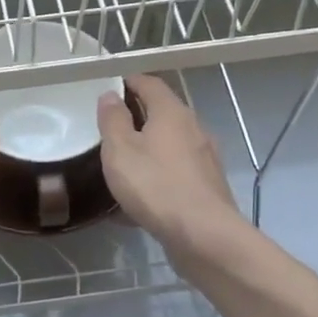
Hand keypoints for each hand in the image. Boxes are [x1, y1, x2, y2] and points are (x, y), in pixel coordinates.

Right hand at [97, 74, 243, 259]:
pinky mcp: (207, 185)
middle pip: (163, 112)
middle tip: (110, 128)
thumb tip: (110, 96)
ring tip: (123, 163)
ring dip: (148, 148)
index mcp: (172, 112)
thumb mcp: (120, 150)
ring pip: (171, 144)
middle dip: (137, 116)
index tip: (109, 89)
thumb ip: (112, 120)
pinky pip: (176, 172)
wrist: (203, 235)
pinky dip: (158, 175)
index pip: (150, 83)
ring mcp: (205, 158)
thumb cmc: (155, 185)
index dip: (129, 82)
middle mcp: (194, 128)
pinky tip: (140, 197)